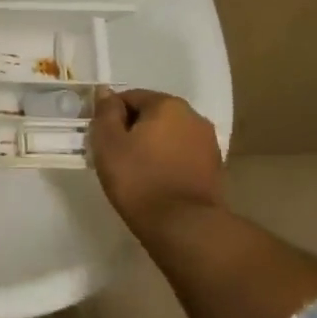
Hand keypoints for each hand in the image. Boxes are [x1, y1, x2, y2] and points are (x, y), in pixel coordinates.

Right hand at [89, 87, 224, 237]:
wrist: (183, 226)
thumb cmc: (138, 179)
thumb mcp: (108, 143)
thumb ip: (105, 112)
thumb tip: (106, 91)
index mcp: (167, 104)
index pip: (130, 97)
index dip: (111, 116)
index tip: (102, 139)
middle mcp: (193, 116)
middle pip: (152, 115)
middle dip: (132, 129)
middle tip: (115, 156)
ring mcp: (208, 143)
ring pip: (168, 135)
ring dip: (151, 146)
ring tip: (135, 171)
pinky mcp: (214, 168)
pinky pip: (181, 155)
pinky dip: (167, 161)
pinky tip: (155, 181)